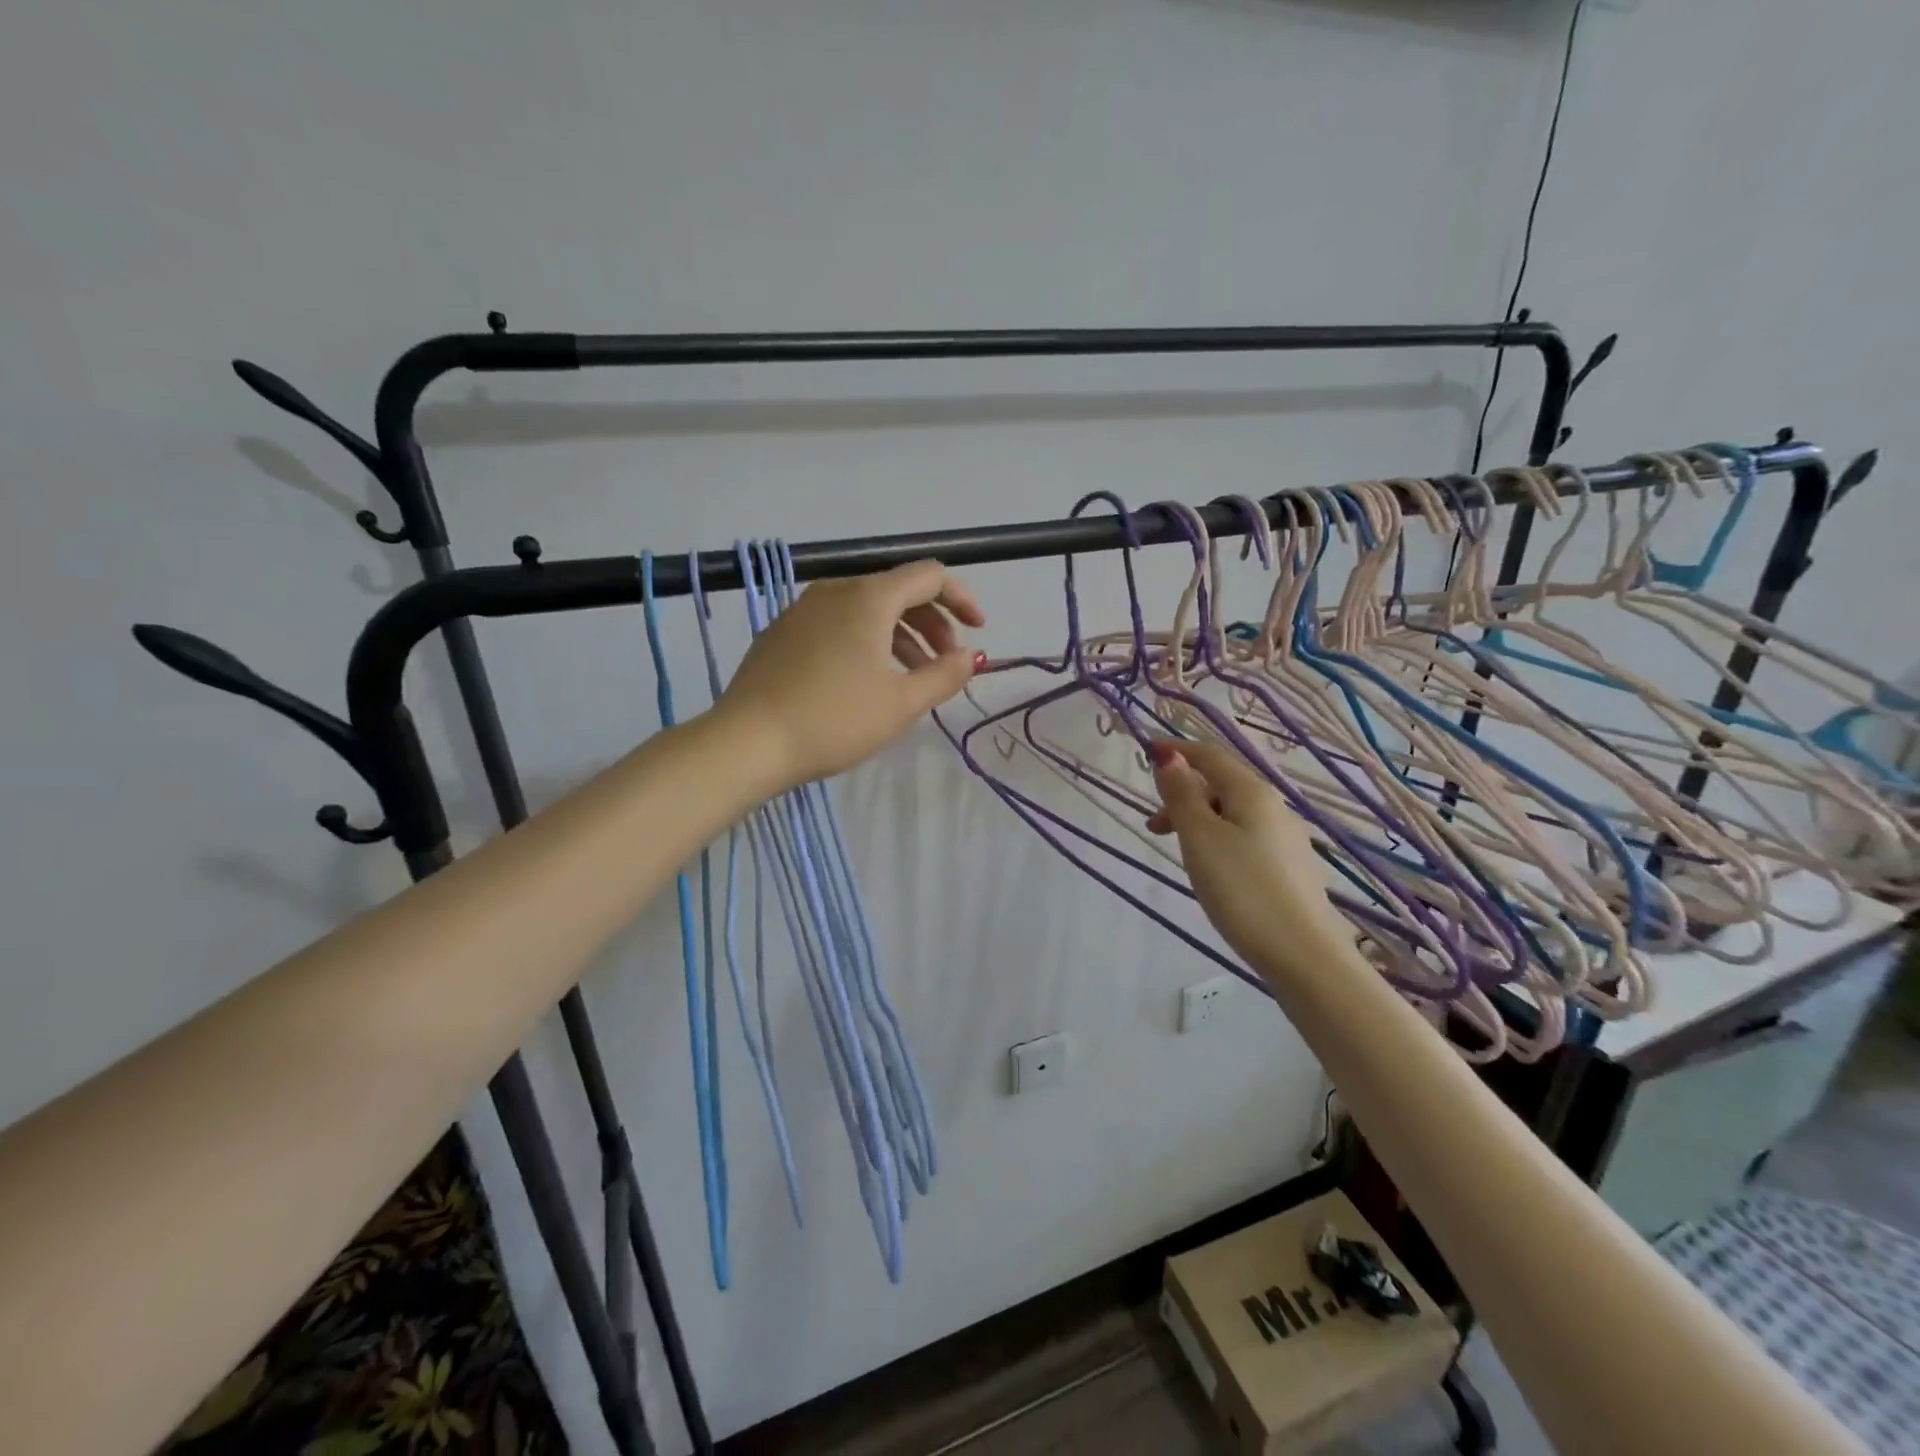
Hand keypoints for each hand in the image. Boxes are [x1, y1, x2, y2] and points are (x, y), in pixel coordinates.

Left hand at [713, 560, 985, 788]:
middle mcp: (835, 591)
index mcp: (868, 597)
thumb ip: (945, 674)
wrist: (748, 742)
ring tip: (912, 678)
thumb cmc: (834, 719)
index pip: (929, 575)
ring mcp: (802, 610)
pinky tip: (867, 680)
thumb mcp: (902, 703)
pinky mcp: (782, 633)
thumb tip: (971, 656)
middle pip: (898, 591)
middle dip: (933, 622)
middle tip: (946, 662)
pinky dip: (866, 641)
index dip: (962, 598)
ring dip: (900, 636)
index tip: (979, 631)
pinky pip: (838, 624)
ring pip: (866, 609)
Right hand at [1147, 739, 1351, 980]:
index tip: (1145, 755)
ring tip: (1178, 851)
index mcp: (1252, 792)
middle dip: (1183, 793)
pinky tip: (1212, 870)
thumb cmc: (1242, 889)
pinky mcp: (1288, 867)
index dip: (1177, 751)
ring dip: (1198, 819)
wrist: (1302, 954)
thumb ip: (1182, 795)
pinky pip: (1245, 836)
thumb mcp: (1200, 838)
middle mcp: (1274, 806)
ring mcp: (1285, 838)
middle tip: (1153, 826)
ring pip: (1232, 812)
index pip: (1210, 755)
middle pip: (1221, 783)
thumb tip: (1170, 756)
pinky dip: (1218, 839)